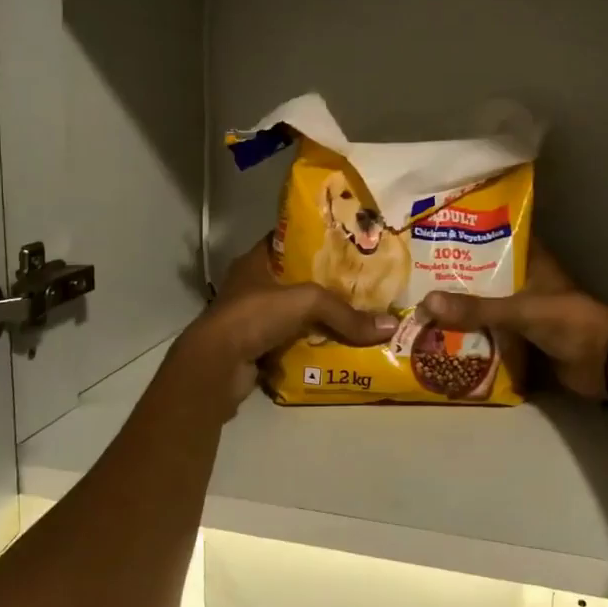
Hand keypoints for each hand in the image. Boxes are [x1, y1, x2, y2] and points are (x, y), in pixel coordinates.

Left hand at [176, 238, 397, 408]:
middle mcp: (252, 287)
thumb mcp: (306, 302)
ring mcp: (251, 319)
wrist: (216, 365)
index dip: (316, 241)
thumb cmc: (254, 316)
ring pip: (294, 313)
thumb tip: (390, 326)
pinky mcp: (255, 347)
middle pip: (296, 280)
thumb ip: (346, 313)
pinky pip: (291, 342)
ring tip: (357, 316)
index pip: (289, 242)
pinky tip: (338, 346)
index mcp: (255, 262)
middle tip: (362, 284)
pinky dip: (310, 345)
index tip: (348, 244)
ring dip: (319, 317)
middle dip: (326, 284)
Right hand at [419, 243, 607, 401]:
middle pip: (487, 277)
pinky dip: (473, 336)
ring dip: (463, 310)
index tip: (439, 234)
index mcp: (532, 263)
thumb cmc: (567, 321)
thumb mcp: (519, 310)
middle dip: (458, 278)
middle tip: (418, 275)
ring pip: (488, 307)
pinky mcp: (525, 340)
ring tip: (423, 306)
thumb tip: (426, 302)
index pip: (499, 240)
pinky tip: (444, 337)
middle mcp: (527, 284)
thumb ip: (476, 308)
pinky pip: (493, 334)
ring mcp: (526, 313)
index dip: (473, 236)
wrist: (604, 363)